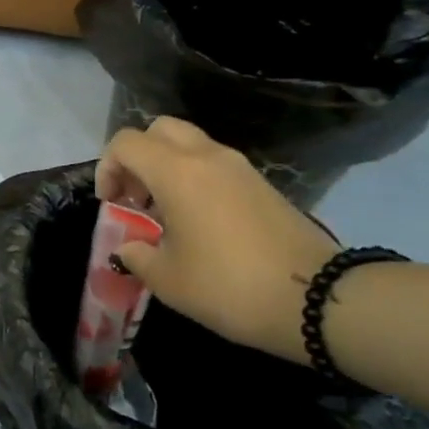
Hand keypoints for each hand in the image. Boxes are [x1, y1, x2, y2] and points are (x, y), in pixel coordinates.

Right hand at [96, 118, 336, 363]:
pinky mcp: (262, 184)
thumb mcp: (168, 280)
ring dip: (167, 167)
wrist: (320, 299)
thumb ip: (137, 256)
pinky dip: (195, 178)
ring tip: (166, 213)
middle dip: (138, 157)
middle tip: (136, 196)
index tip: (112, 204)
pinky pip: (215, 164)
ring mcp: (239, 167)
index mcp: (176, 172)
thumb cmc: (230, 286)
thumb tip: (130, 247)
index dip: (107, 167)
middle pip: (159, 129)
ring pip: (190, 144)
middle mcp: (206, 157)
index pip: (126, 143)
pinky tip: (199, 222)